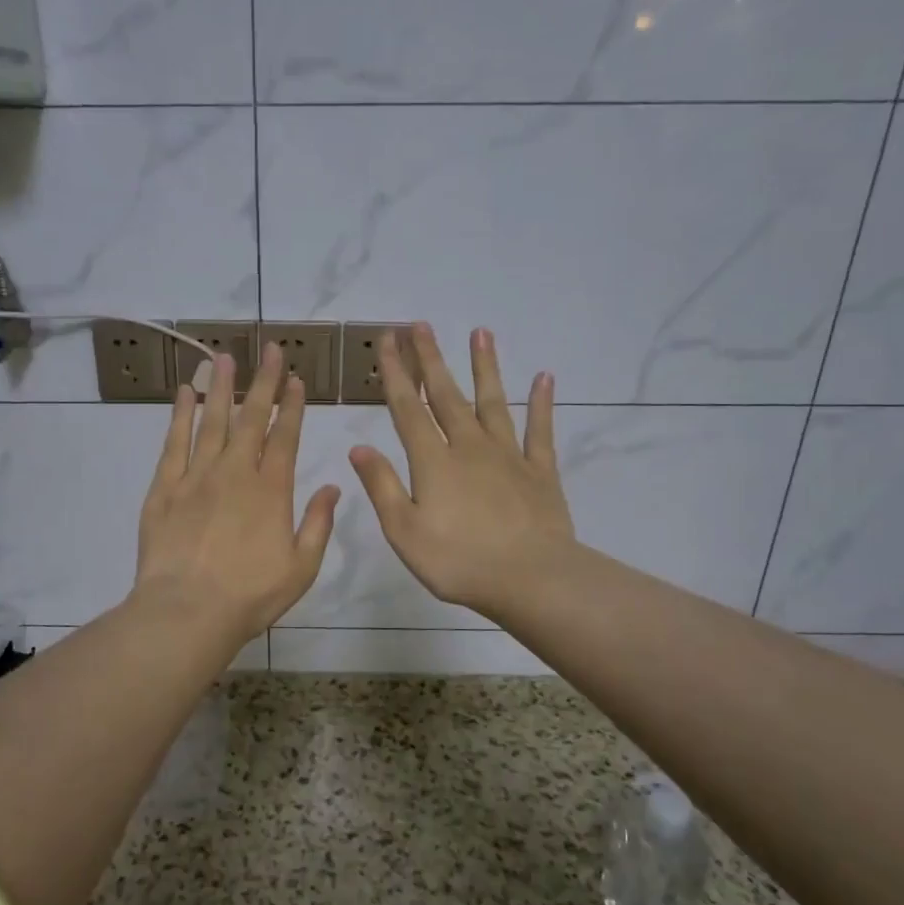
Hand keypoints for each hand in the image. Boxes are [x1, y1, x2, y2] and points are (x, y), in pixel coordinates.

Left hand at [135, 340, 340, 644]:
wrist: (187, 611)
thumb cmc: (250, 595)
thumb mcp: (302, 567)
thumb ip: (318, 523)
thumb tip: (334, 486)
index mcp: (271, 489)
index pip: (285, 436)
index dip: (292, 405)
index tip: (295, 378)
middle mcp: (235, 472)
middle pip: (250, 418)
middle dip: (263, 382)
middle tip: (269, 350)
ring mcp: (196, 477)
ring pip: (211, 421)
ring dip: (220, 387)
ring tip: (223, 357)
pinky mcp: (164, 488)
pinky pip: (174, 443)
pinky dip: (180, 415)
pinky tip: (184, 393)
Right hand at [348, 324, 575, 618]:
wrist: (530, 579)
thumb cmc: (458, 562)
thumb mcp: (404, 531)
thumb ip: (383, 486)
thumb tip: (359, 448)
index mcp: (433, 461)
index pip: (407, 408)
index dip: (395, 373)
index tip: (387, 341)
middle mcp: (469, 447)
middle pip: (446, 395)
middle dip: (431, 359)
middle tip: (420, 325)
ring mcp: (508, 456)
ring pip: (492, 402)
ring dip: (485, 367)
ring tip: (480, 333)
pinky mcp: (540, 471)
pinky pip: (540, 430)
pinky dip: (541, 403)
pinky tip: (544, 378)